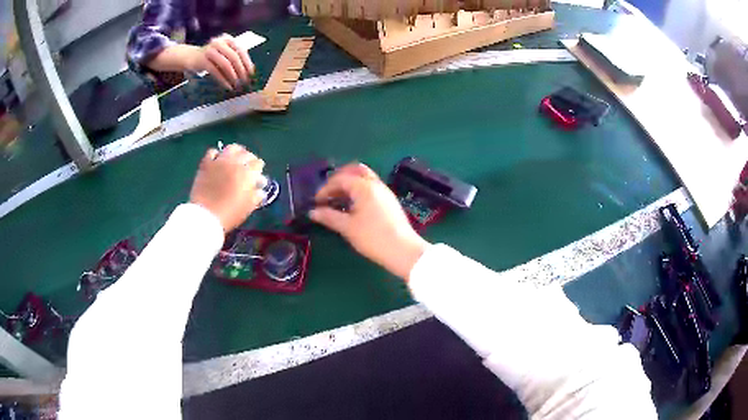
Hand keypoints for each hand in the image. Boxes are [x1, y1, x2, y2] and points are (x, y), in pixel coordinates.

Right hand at [185, 34, 254, 89]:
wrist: (191, 56)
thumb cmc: (211, 57)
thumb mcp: (224, 53)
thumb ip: (235, 57)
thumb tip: (249, 70)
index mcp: (228, 39)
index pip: (241, 50)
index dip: (247, 62)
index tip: (252, 73)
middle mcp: (220, 42)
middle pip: (234, 57)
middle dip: (241, 70)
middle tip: (245, 81)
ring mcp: (210, 50)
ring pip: (225, 64)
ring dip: (233, 76)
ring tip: (237, 85)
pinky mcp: (203, 60)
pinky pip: (216, 71)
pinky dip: (223, 80)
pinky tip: (228, 86)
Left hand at [190, 144, 263, 231]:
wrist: (206, 215)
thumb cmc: (230, 214)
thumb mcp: (248, 207)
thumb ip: (256, 196)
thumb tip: (260, 190)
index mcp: (247, 174)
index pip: (258, 164)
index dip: (259, 168)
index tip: (258, 174)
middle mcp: (235, 163)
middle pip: (246, 153)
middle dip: (250, 158)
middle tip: (248, 165)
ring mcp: (219, 162)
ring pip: (231, 148)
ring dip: (236, 151)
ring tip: (235, 157)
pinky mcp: (206, 164)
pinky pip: (213, 152)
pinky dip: (217, 154)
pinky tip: (218, 160)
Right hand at [310, 163, 429, 280]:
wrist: (403, 251)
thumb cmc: (373, 238)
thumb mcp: (348, 228)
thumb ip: (329, 217)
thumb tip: (313, 212)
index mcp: (364, 187)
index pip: (340, 179)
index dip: (325, 188)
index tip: (316, 201)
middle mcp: (376, 184)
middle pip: (355, 170)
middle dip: (340, 178)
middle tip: (328, 192)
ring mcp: (385, 192)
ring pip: (365, 178)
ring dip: (350, 184)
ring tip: (338, 200)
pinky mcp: (390, 202)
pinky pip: (371, 188)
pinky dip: (359, 191)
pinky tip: (353, 206)